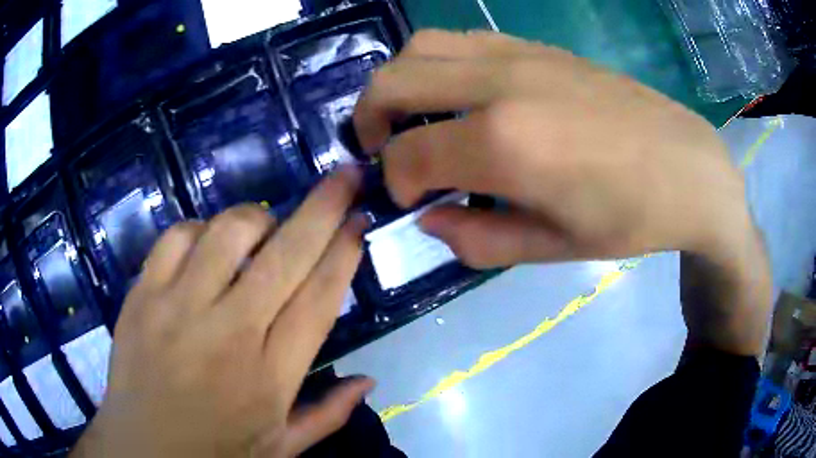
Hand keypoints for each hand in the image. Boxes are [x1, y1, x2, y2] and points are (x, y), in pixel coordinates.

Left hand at [71, 168, 372, 457]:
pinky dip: (199, 229)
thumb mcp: (281, 447)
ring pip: (228, 232)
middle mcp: (230, 334)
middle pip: (286, 254)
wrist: (144, 450)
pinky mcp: (143, 296)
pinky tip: (205, 245)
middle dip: (323, 207)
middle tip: (344, 176)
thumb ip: (329, 415)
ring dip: (256, 218)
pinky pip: (176, 237)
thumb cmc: (216, 453)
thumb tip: (369, 380)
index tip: (359, 220)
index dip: (344, 253)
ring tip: (263, 228)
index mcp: (271, 376)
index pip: (319, 298)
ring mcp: (179, 309)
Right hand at [354, 30, 770, 354]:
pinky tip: (458, 95)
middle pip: (393, 80)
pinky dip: (437, 63)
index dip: (396, 181)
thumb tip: (428, 218)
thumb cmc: (630, 217)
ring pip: (421, 46)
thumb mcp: (553, 248)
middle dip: (369, 119)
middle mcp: (500, 84)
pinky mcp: (536, 45)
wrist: (688, 167)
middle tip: (382, 150)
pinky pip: (461, 40)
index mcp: (505, 143)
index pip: (408, 154)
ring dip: (399, 81)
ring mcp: (518, 54)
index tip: (413, 199)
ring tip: (412, 116)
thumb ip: (477, 239)